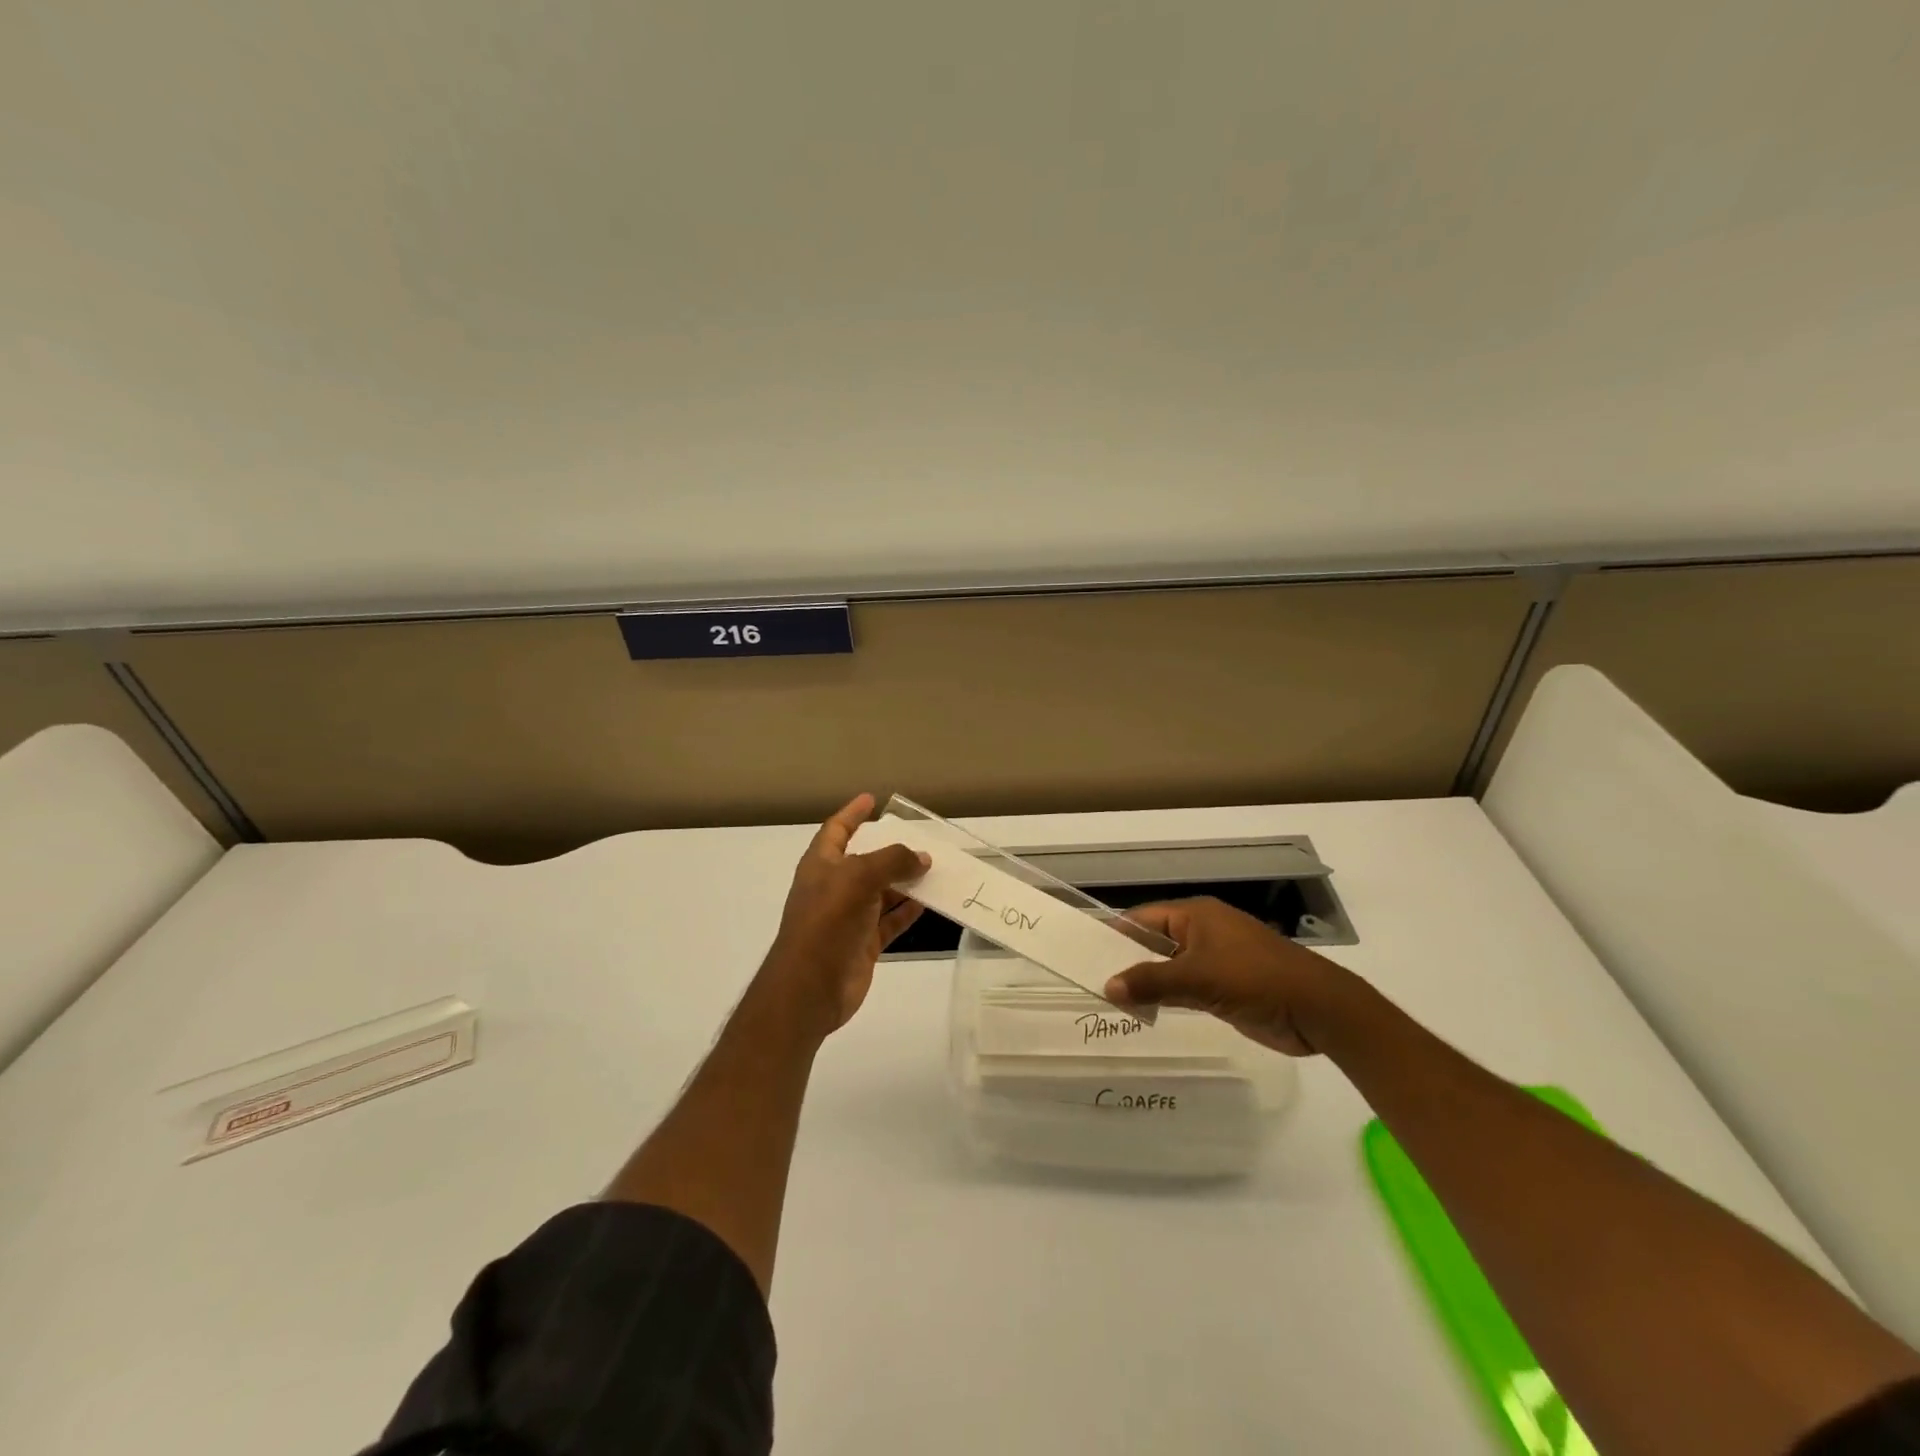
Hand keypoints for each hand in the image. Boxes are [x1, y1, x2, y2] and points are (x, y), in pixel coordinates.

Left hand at [760, 794, 928, 1032]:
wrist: (810, 988)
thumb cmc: (827, 921)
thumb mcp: (858, 877)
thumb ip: (892, 861)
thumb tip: (922, 858)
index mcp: (821, 865)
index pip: (837, 830)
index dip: (853, 814)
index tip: (872, 800)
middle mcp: (834, 887)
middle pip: (865, 860)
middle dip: (890, 850)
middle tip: (921, 838)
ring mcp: (849, 917)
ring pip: (882, 892)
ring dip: (905, 881)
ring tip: (935, 868)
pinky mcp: (863, 944)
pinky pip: (890, 921)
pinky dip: (907, 912)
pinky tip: (929, 902)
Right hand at [1104, 898, 1353, 1056]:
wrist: (1319, 1010)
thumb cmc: (1256, 979)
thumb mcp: (1199, 978)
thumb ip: (1151, 982)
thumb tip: (1107, 987)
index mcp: (1196, 915)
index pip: (1143, 919)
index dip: (1115, 935)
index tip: (1086, 955)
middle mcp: (1202, 932)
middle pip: (1154, 943)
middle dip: (1128, 961)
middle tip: (1093, 982)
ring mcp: (1216, 960)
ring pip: (1169, 967)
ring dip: (1147, 982)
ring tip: (1111, 1001)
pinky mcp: (1226, 987)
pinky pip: (1186, 987)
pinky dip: (1167, 997)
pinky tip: (1146, 1012)